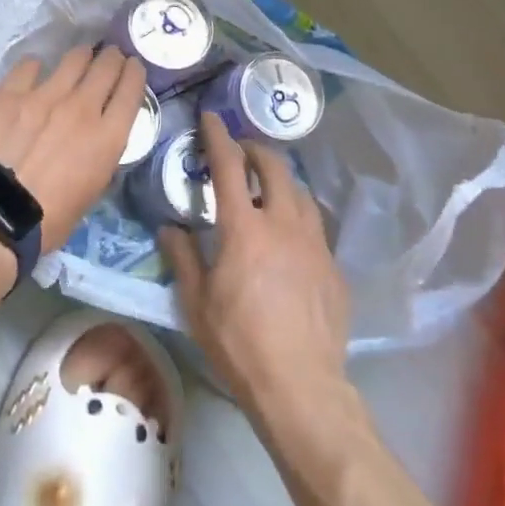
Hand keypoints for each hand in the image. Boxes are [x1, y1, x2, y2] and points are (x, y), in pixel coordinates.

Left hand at [0, 45, 147, 253]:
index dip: (134, 73)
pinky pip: (29, 66)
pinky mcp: (10, 93)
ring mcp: (44, 95)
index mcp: (107, 137)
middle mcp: (82, 107)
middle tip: (110, 55)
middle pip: (106, 66)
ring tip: (80, 56)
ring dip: (82, 55)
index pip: (131, 90)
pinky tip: (34, 71)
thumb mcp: (92, 191)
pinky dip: (36, 67)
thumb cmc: (48, 218)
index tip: (132, 66)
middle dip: (112, 57)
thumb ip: (100, 155)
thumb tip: (97, 138)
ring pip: (73, 59)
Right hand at [159, 114, 350, 429]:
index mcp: (244, 228)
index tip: (211, 117)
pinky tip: (291, 235)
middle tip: (240, 152)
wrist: (302, 387)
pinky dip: (299, 215)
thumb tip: (170, 228)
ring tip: (268, 187)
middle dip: (255, 150)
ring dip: (281, 180)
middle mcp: (283, 224)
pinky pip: (316, 226)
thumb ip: (183, 257)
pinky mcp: (334, 267)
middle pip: (274, 167)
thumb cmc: (239, 343)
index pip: (229, 166)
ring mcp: (315, 244)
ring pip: (301, 192)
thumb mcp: (197, 302)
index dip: (218, 136)